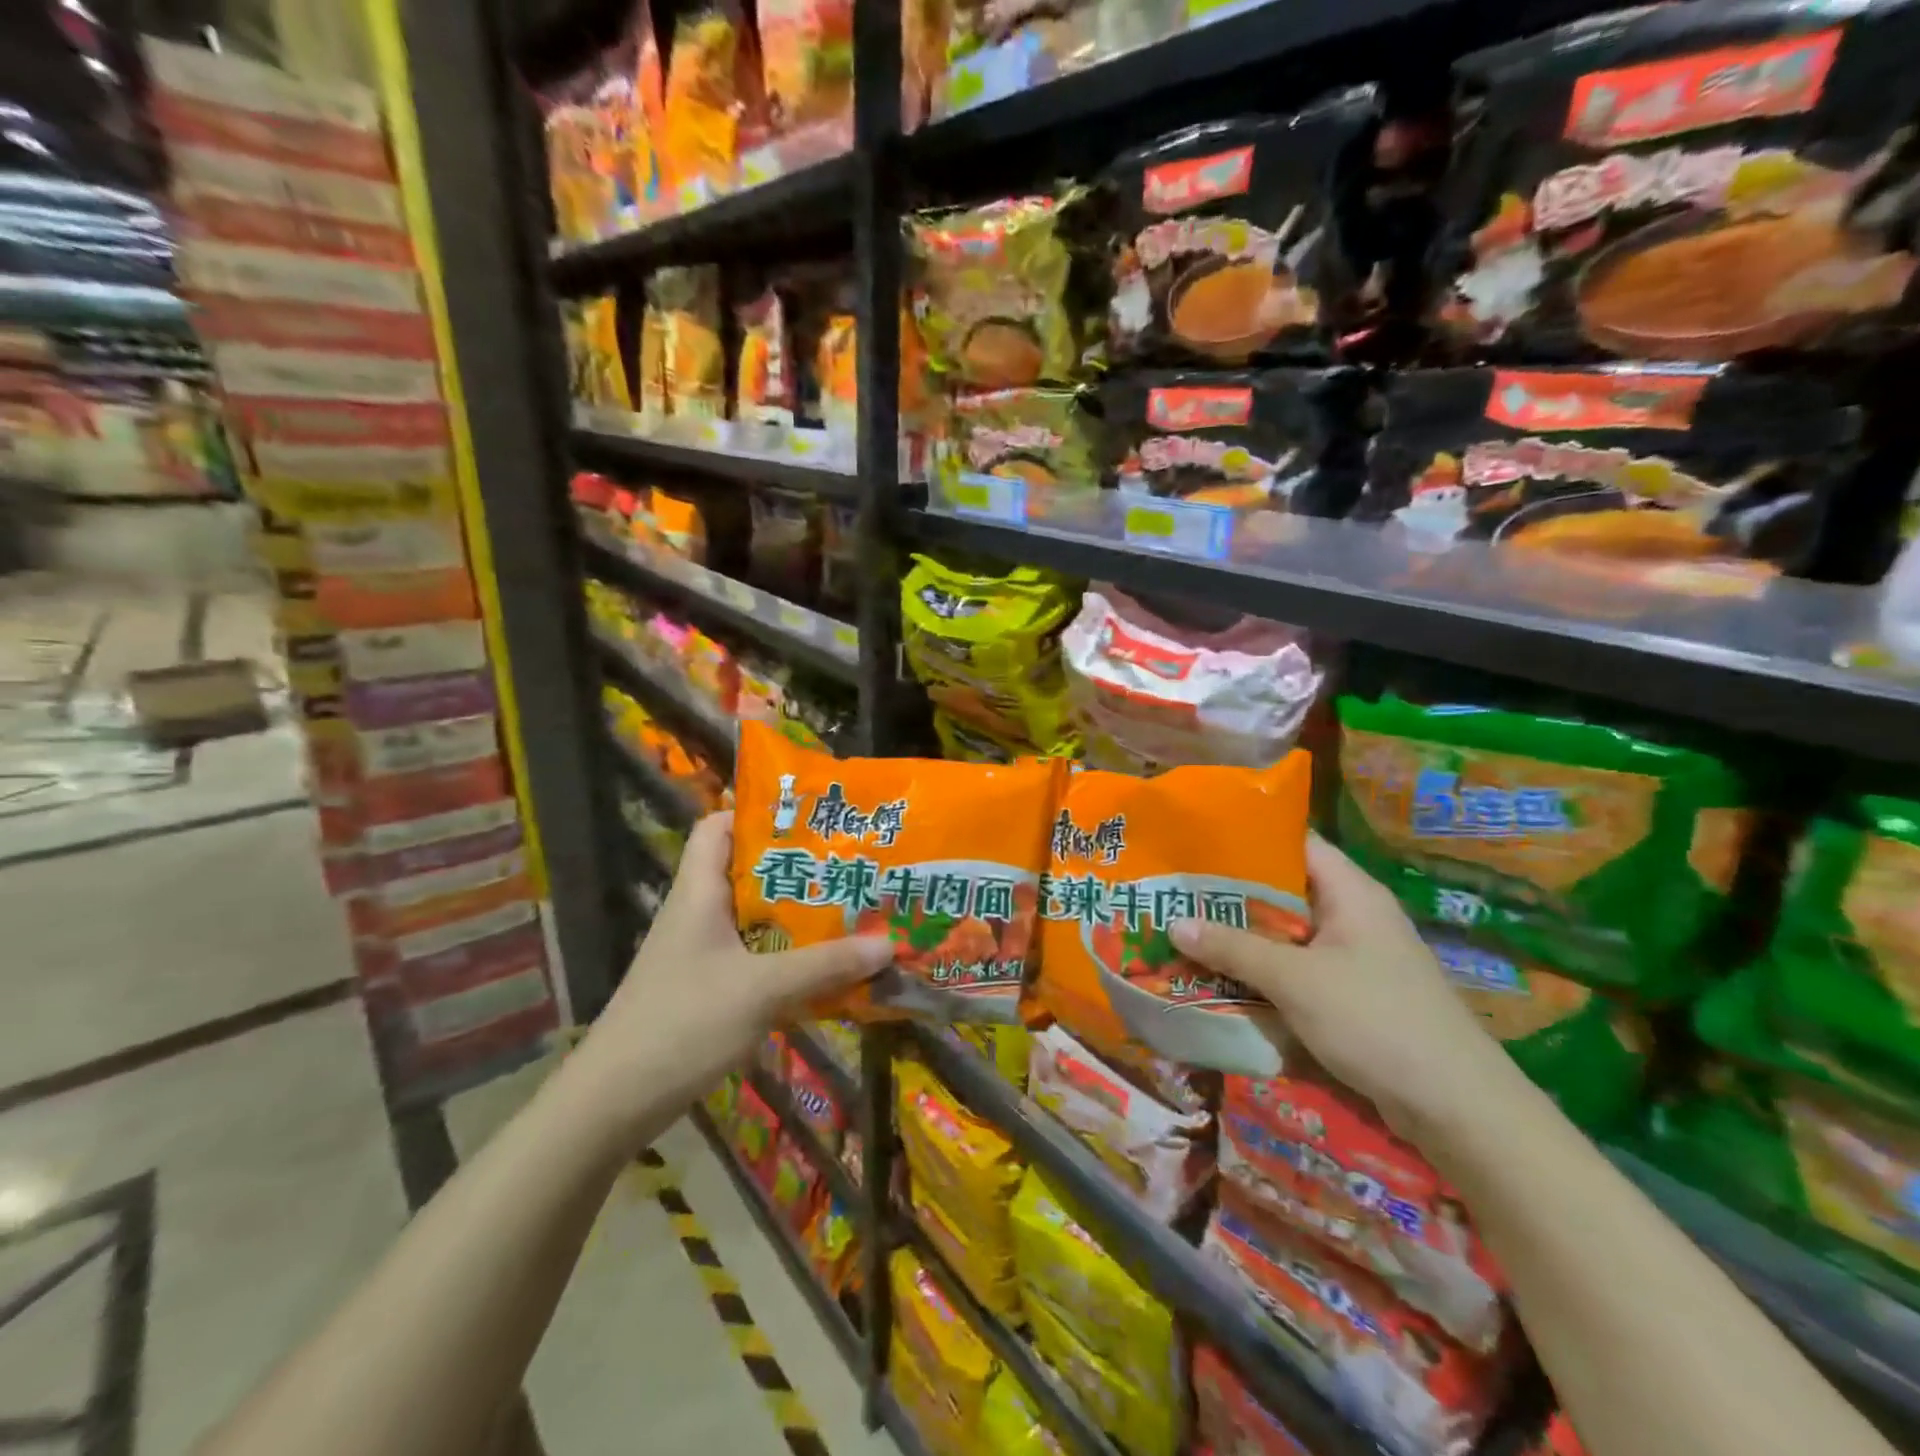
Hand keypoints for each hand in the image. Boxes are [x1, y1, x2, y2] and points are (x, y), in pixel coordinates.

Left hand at [571, 812, 889, 1134]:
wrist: (614, 1104)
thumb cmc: (683, 1024)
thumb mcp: (761, 990)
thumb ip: (824, 965)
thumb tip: (889, 943)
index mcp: (698, 893)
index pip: (717, 827)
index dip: (757, 814)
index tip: (810, 819)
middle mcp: (698, 914)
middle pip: (747, 872)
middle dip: (798, 868)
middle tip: (849, 864)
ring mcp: (700, 954)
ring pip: (755, 918)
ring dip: (797, 916)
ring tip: (850, 909)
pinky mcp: (706, 989)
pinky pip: (755, 957)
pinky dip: (788, 957)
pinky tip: (825, 967)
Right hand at [1171, 834, 1515, 1137]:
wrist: (1457, 1107)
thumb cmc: (1375, 1020)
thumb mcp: (1295, 980)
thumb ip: (1233, 948)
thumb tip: (1174, 923)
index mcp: (1350, 892)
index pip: (1295, 844)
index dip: (1248, 839)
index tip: (1197, 844)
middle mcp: (1353, 917)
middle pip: (1284, 892)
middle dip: (1232, 896)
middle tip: (1178, 894)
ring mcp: (1355, 959)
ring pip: (1287, 936)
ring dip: (1243, 940)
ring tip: (1187, 934)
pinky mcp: (1352, 996)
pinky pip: (1297, 972)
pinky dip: (1263, 974)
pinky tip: (1223, 981)